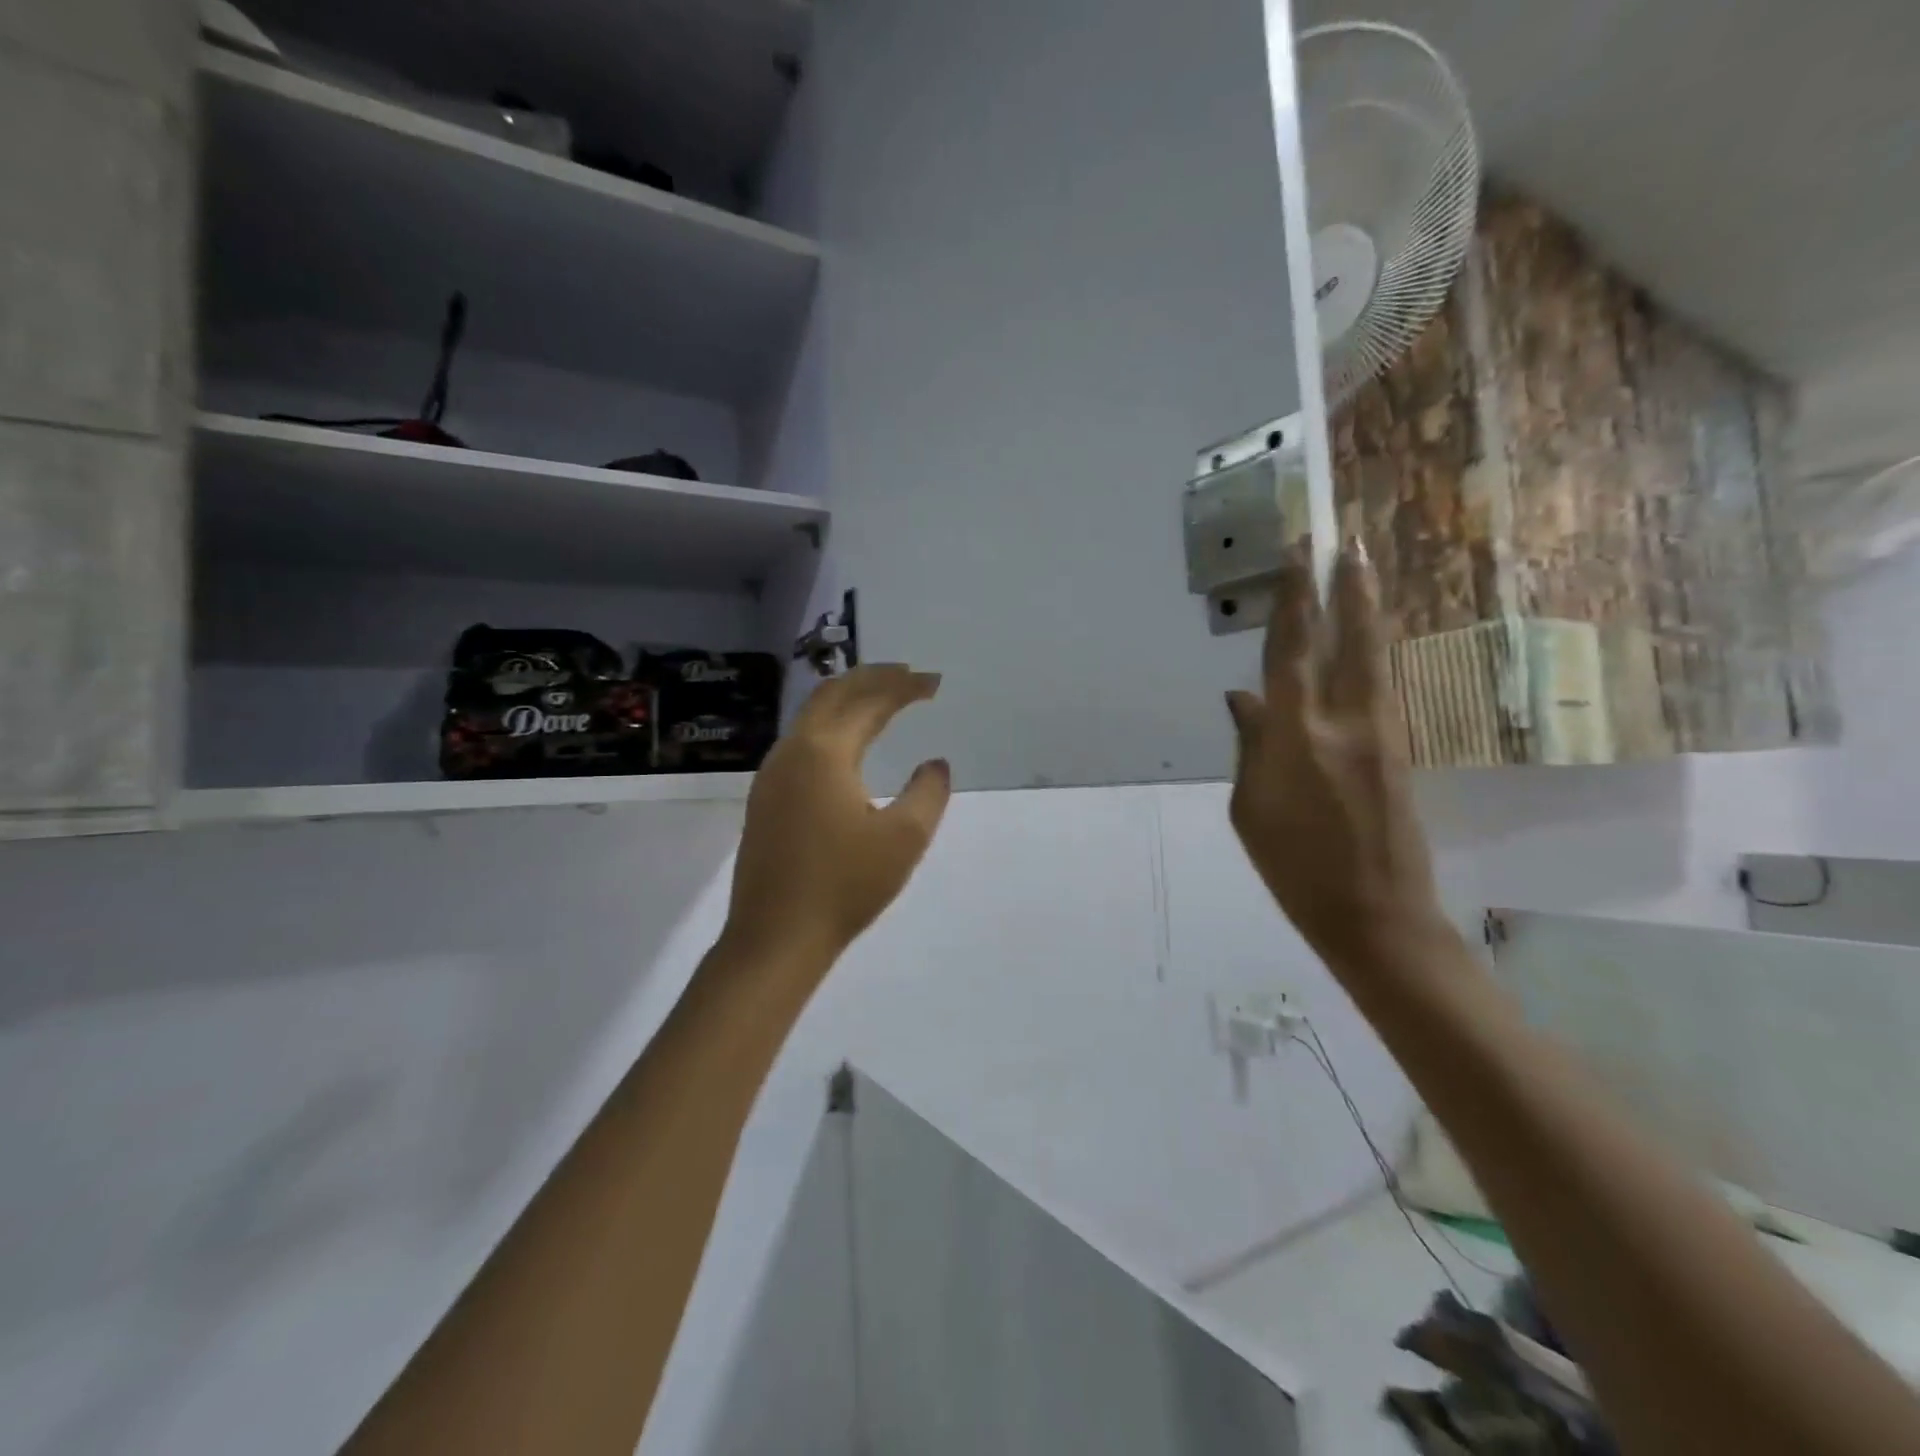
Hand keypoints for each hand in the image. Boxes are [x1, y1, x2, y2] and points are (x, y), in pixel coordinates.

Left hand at [720, 664, 951, 972]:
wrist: (775, 937)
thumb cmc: (844, 886)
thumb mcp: (904, 839)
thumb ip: (928, 793)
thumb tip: (935, 764)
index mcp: (824, 752)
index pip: (869, 702)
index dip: (904, 687)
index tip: (934, 683)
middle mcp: (792, 751)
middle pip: (832, 694)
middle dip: (872, 678)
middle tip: (908, 676)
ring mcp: (772, 774)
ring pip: (811, 716)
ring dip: (848, 700)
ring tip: (882, 701)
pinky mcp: (765, 798)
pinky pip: (801, 741)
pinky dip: (831, 726)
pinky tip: (847, 745)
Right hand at [1225, 543, 1445, 968]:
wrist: (1375, 914)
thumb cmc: (1294, 867)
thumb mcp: (1248, 809)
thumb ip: (1248, 745)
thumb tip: (1240, 697)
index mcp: (1297, 736)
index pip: (1292, 651)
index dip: (1293, 599)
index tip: (1297, 553)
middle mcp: (1345, 720)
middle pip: (1348, 638)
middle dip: (1345, 585)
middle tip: (1345, 540)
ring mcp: (1382, 731)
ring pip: (1373, 655)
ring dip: (1366, 609)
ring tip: (1361, 570)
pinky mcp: (1400, 747)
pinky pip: (1379, 684)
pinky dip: (1369, 650)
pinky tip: (1362, 638)